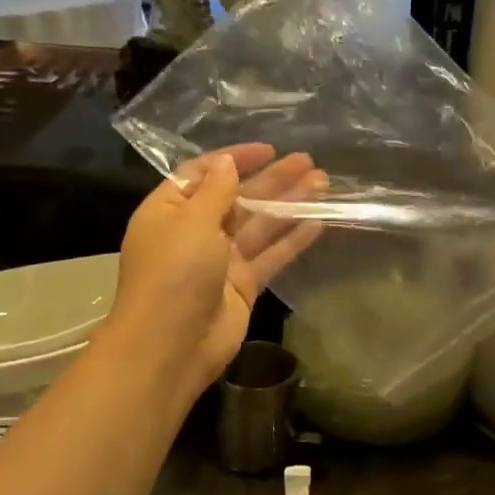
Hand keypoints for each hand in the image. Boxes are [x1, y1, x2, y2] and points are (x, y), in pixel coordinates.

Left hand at [105, 143, 323, 402]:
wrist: (171, 345)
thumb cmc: (174, 274)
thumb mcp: (191, 222)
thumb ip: (216, 191)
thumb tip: (227, 162)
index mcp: (170, 210)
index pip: (204, 173)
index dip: (234, 159)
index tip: (268, 149)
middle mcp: (195, 232)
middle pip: (238, 198)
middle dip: (272, 180)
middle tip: (308, 162)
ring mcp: (221, 261)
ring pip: (260, 225)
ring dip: (289, 204)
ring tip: (323, 184)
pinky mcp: (243, 286)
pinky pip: (270, 256)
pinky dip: (292, 240)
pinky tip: (318, 222)